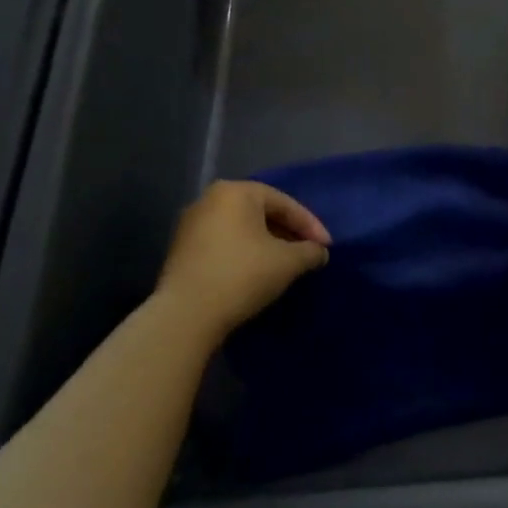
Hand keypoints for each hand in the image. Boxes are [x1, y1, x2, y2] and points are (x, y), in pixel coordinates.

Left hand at [154, 181, 330, 337]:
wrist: (185, 316)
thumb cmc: (242, 276)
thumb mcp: (287, 263)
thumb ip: (310, 252)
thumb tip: (319, 252)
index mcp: (236, 192)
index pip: (284, 203)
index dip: (310, 225)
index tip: (326, 248)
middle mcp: (210, 199)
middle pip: (261, 212)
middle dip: (288, 232)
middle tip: (307, 253)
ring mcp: (191, 224)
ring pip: (241, 228)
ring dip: (266, 243)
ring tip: (285, 264)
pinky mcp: (181, 249)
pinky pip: (223, 243)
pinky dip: (244, 253)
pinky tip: (256, 272)